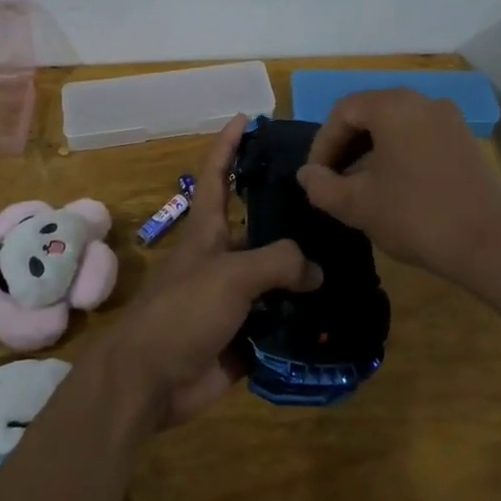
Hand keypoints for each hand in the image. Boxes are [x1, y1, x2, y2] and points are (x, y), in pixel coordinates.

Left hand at [99, 115, 320, 427]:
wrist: (149, 381)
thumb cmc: (181, 313)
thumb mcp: (230, 275)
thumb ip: (277, 262)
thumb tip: (316, 269)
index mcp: (207, 232)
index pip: (217, 175)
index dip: (229, 144)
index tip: (247, 118)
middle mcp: (221, 258)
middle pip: (258, 227)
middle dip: (290, 215)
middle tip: (333, 202)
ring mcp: (232, 299)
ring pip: (275, 277)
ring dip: (305, 272)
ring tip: (350, 259)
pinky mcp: (243, 336)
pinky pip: (280, 321)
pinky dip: (304, 319)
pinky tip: (338, 313)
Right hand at [297, 88, 500, 287]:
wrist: (489, 243)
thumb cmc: (415, 215)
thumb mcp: (357, 205)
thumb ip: (322, 186)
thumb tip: (308, 175)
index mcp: (393, 105)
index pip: (343, 111)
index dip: (322, 144)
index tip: (316, 178)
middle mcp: (422, 100)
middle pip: (370, 113)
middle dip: (346, 145)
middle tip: (333, 180)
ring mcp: (448, 119)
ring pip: (395, 125)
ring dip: (371, 151)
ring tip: (360, 187)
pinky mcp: (464, 140)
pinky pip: (419, 136)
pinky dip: (398, 154)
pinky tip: (393, 187)